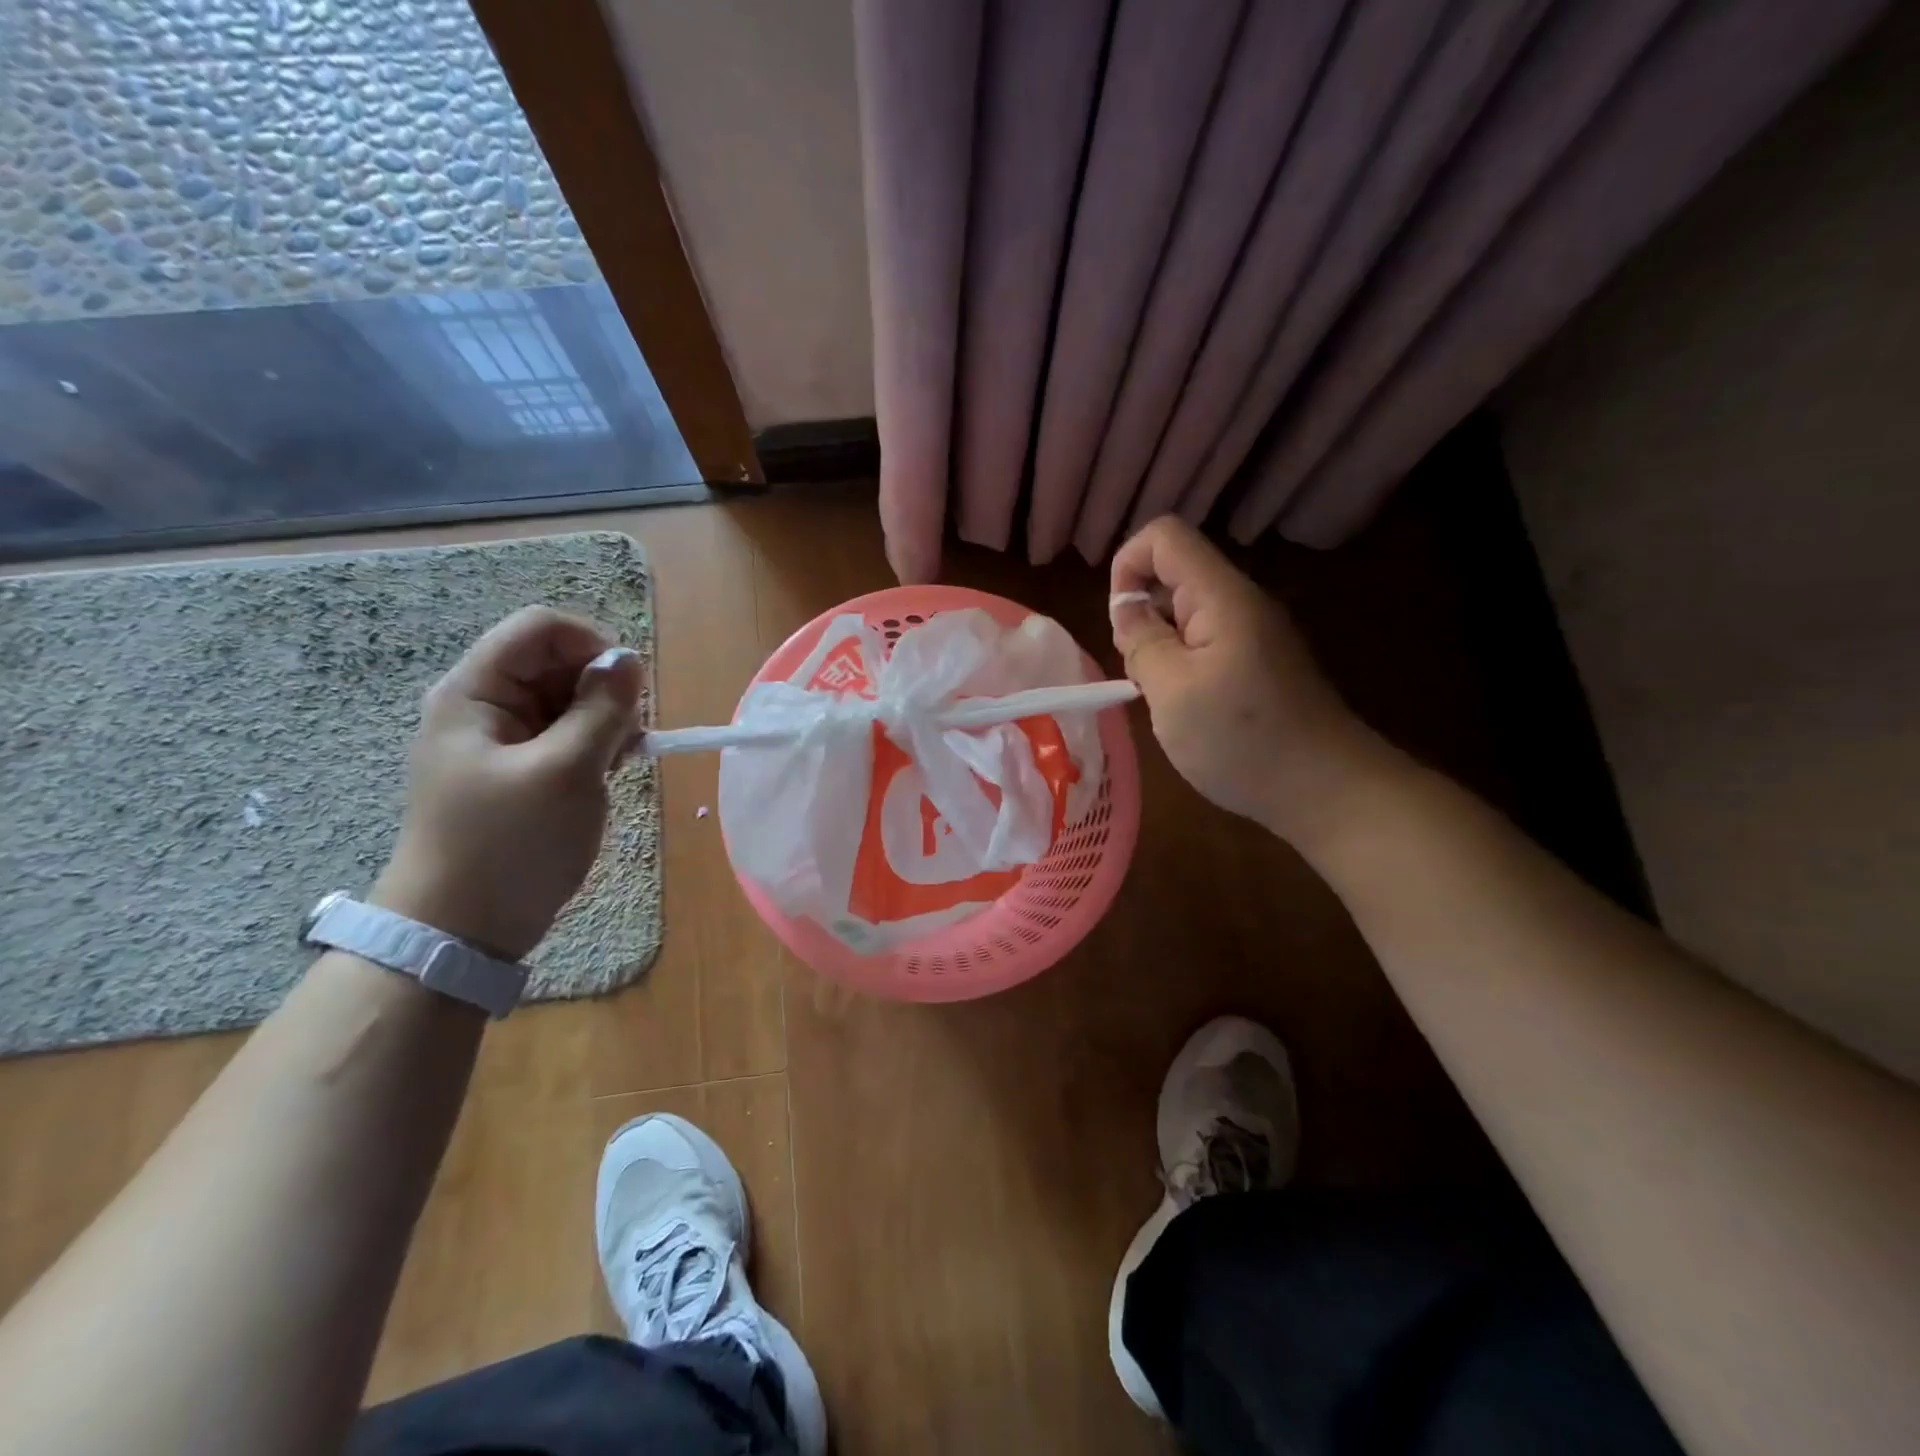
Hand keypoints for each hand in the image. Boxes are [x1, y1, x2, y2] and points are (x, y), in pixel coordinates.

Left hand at [370, 606, 643, 959]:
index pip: (541, 629)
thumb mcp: (566, 772)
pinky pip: (567, 731)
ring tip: (621, 758)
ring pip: (569, 697)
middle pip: (557, 661)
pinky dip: (597, 741)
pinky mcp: (522, 767)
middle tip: (629, 734)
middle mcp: (486, 705)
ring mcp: (503, 738)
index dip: (593, 645)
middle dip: (604, 687)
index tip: (630, 689)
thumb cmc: (509, 845)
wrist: (463, 929)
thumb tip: (630, 660)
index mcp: (475, 693)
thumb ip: (602, 709)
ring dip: (606, 717)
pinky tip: (612, 769)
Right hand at [1110, 516, 1384, 840]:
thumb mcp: (1171, 691)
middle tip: (1141, 671)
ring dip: (1159, 645)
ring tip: (1161, 696)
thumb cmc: (1241, 740)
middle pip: (1175, 573)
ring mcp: (1254, 633)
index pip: (1165, 536)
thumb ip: (1142, 640)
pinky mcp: (1259, 662)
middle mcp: (1240, 603)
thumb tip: (1127, 608)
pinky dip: (1181, 665)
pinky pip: (1206, 642)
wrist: (1326, 789)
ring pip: (1187, 612)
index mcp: (1221, 597)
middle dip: (1141, 613)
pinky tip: (1185, 708)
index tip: (1121, 622)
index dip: (1127, 565)